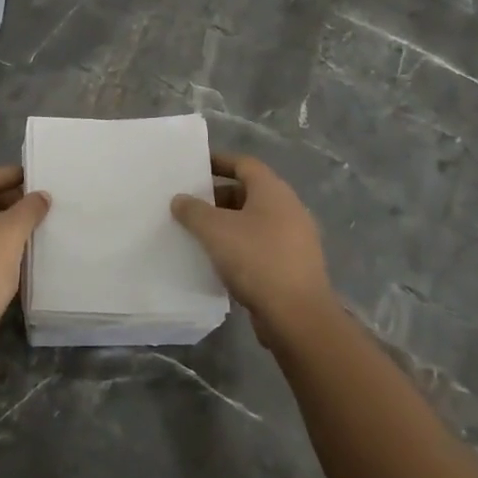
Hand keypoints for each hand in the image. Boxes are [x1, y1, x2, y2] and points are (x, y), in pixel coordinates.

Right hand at [171, 153, 334, 346]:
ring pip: (254, 221)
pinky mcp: (293, 266)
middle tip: (189, 204)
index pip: (244, 164)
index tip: (193, 166)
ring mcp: (294, 239)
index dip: (218, 161)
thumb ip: (193, 210)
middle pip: (248, 192)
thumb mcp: (215, 230)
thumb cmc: (256, 259)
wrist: (297, 316)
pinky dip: (239, 246)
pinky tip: (218, 260)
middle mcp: (288, 209)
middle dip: (217, 197)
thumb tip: (180, 199)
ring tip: (197, 233)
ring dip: (227, 224)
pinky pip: (260, 246)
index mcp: (273, 191)